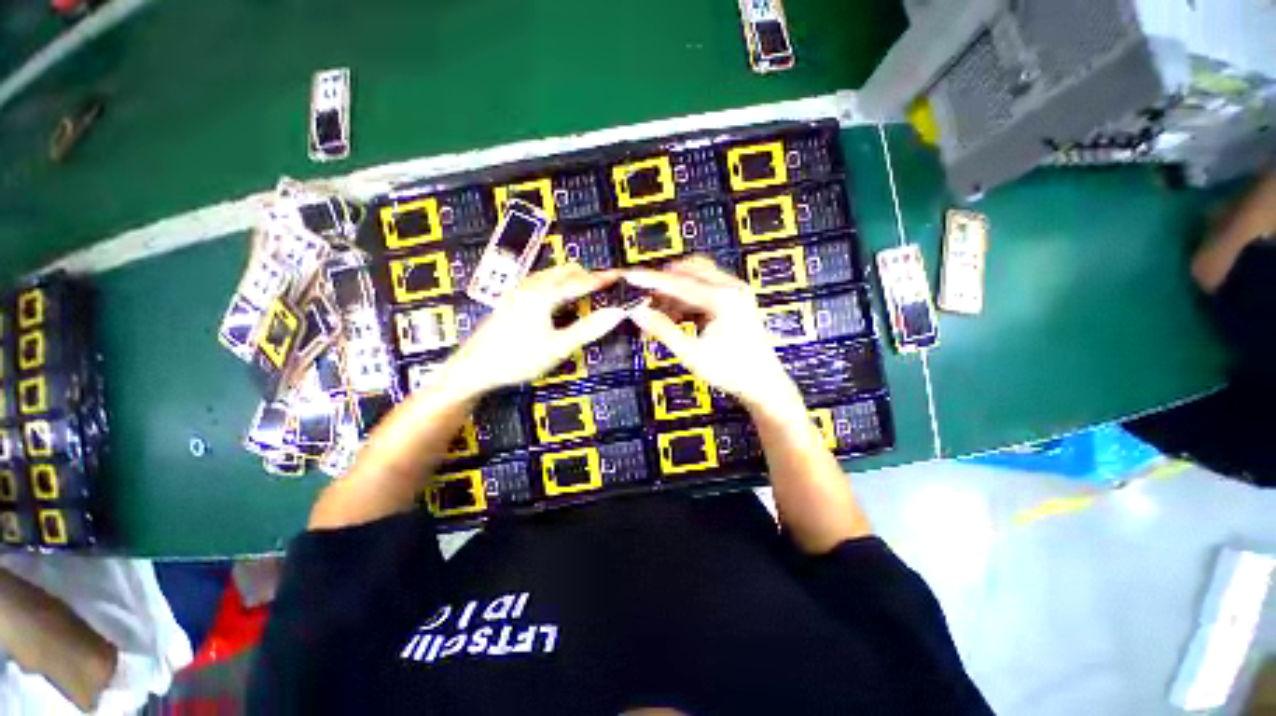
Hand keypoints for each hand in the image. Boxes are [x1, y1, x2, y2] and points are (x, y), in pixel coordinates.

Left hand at [441, 264, 626, 396]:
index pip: (580, 282)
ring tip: (587, 295)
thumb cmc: (519, 359)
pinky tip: (561, 302)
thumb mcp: (559, 347)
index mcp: (543, 294)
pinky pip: (542, 283)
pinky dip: (558, 286)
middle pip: (565, 272)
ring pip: (552, 275)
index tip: (620, 277)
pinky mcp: (512, 298)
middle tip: (604, 289)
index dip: (601, 280)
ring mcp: (519, 290)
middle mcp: (531, 286)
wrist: (474, 368)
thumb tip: (616, 314)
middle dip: (587, 277)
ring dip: (572, 280)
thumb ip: (589, 329)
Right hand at [626, 256, 804, 415]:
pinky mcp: (735, 301)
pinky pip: (705, 291)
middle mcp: (732, 288)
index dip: (650, 280)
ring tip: (658, 314)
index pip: (678, 282)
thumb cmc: (731, 371)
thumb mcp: (691, 353)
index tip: (629, 277)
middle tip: (644, 298)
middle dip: (664, 283)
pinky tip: (676, 317)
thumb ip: (663, 329)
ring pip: (696, 280)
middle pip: (689, 271)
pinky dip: (687, 300)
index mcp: (723, 298)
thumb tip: (638, 312)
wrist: (763, 384)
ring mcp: (736, 293)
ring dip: (675, 293)